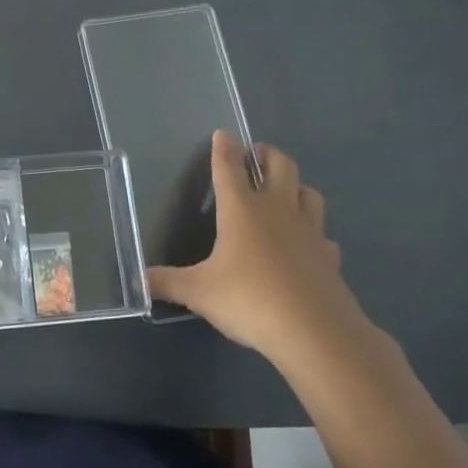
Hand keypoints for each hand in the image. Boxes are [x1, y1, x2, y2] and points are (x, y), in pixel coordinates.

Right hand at [147, 131, 383, 385]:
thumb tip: (137, 281)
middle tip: (256, 156)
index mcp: (241, 210)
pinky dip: (314, 234)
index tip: (222, 134)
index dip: (224, 148)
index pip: (229, 167)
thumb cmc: (250, 300)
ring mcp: (309, 232)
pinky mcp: (329, 257)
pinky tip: (306, 246)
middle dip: (267, 154)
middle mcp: (277, 211)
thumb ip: (167, 283)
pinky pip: (323, 236)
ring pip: (308, 193)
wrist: (316, 333)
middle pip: (280, 165)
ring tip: (283, 192)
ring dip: (295, 186)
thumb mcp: (199, 293)